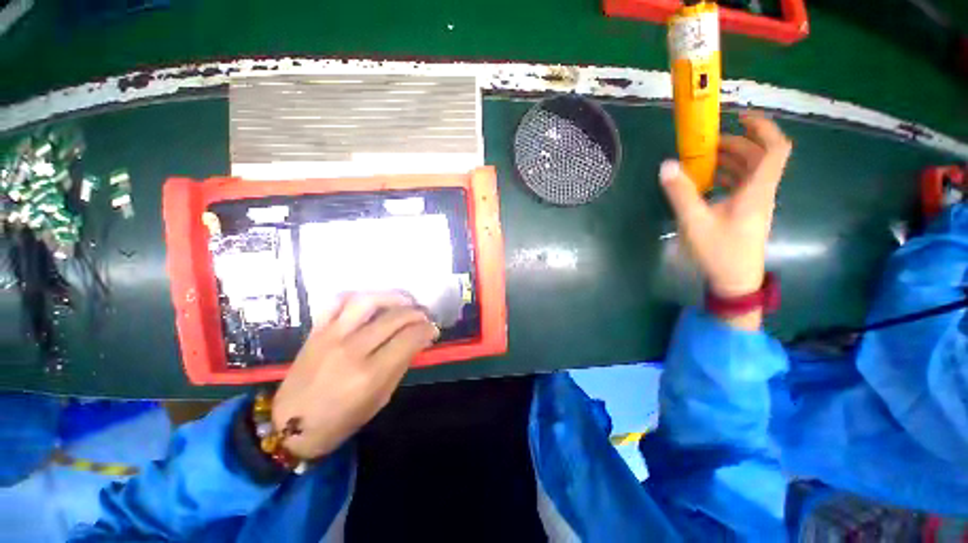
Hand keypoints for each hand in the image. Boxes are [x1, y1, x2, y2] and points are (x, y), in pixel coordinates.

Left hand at [271, 292, 438, 459]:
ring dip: (392, 297)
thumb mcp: (381, 398)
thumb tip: (419, 340)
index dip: (427, 330)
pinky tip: (371, 302)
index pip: (409, 338)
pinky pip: (337, 301)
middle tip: (424, 317)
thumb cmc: (341, 420)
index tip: (433, 330)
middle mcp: (352, 349)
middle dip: (417, 314)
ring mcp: (331, 336)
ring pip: (368, 301)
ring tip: (405, 301)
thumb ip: (401, 365)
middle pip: (394, 317)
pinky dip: (357, 296)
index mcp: (370, 373)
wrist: (288, 426)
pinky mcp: (316, 330)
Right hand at [659, 114, 791, 328]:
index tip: (740, 118)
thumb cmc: (719, 251)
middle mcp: (762, 192)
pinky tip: (708, 182)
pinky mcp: (748, 212)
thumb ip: (681, 192)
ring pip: (752, 171)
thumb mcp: (695, 221)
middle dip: (737, 144)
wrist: (735, 281)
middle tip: (708, 144)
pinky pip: (744, 184)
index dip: (763, 128)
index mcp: (757, 190)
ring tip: (704, 160)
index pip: (775, 149)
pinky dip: (728, 175)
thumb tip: (667, 165)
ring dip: (731, 160)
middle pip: (760, 157)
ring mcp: (756, 203)